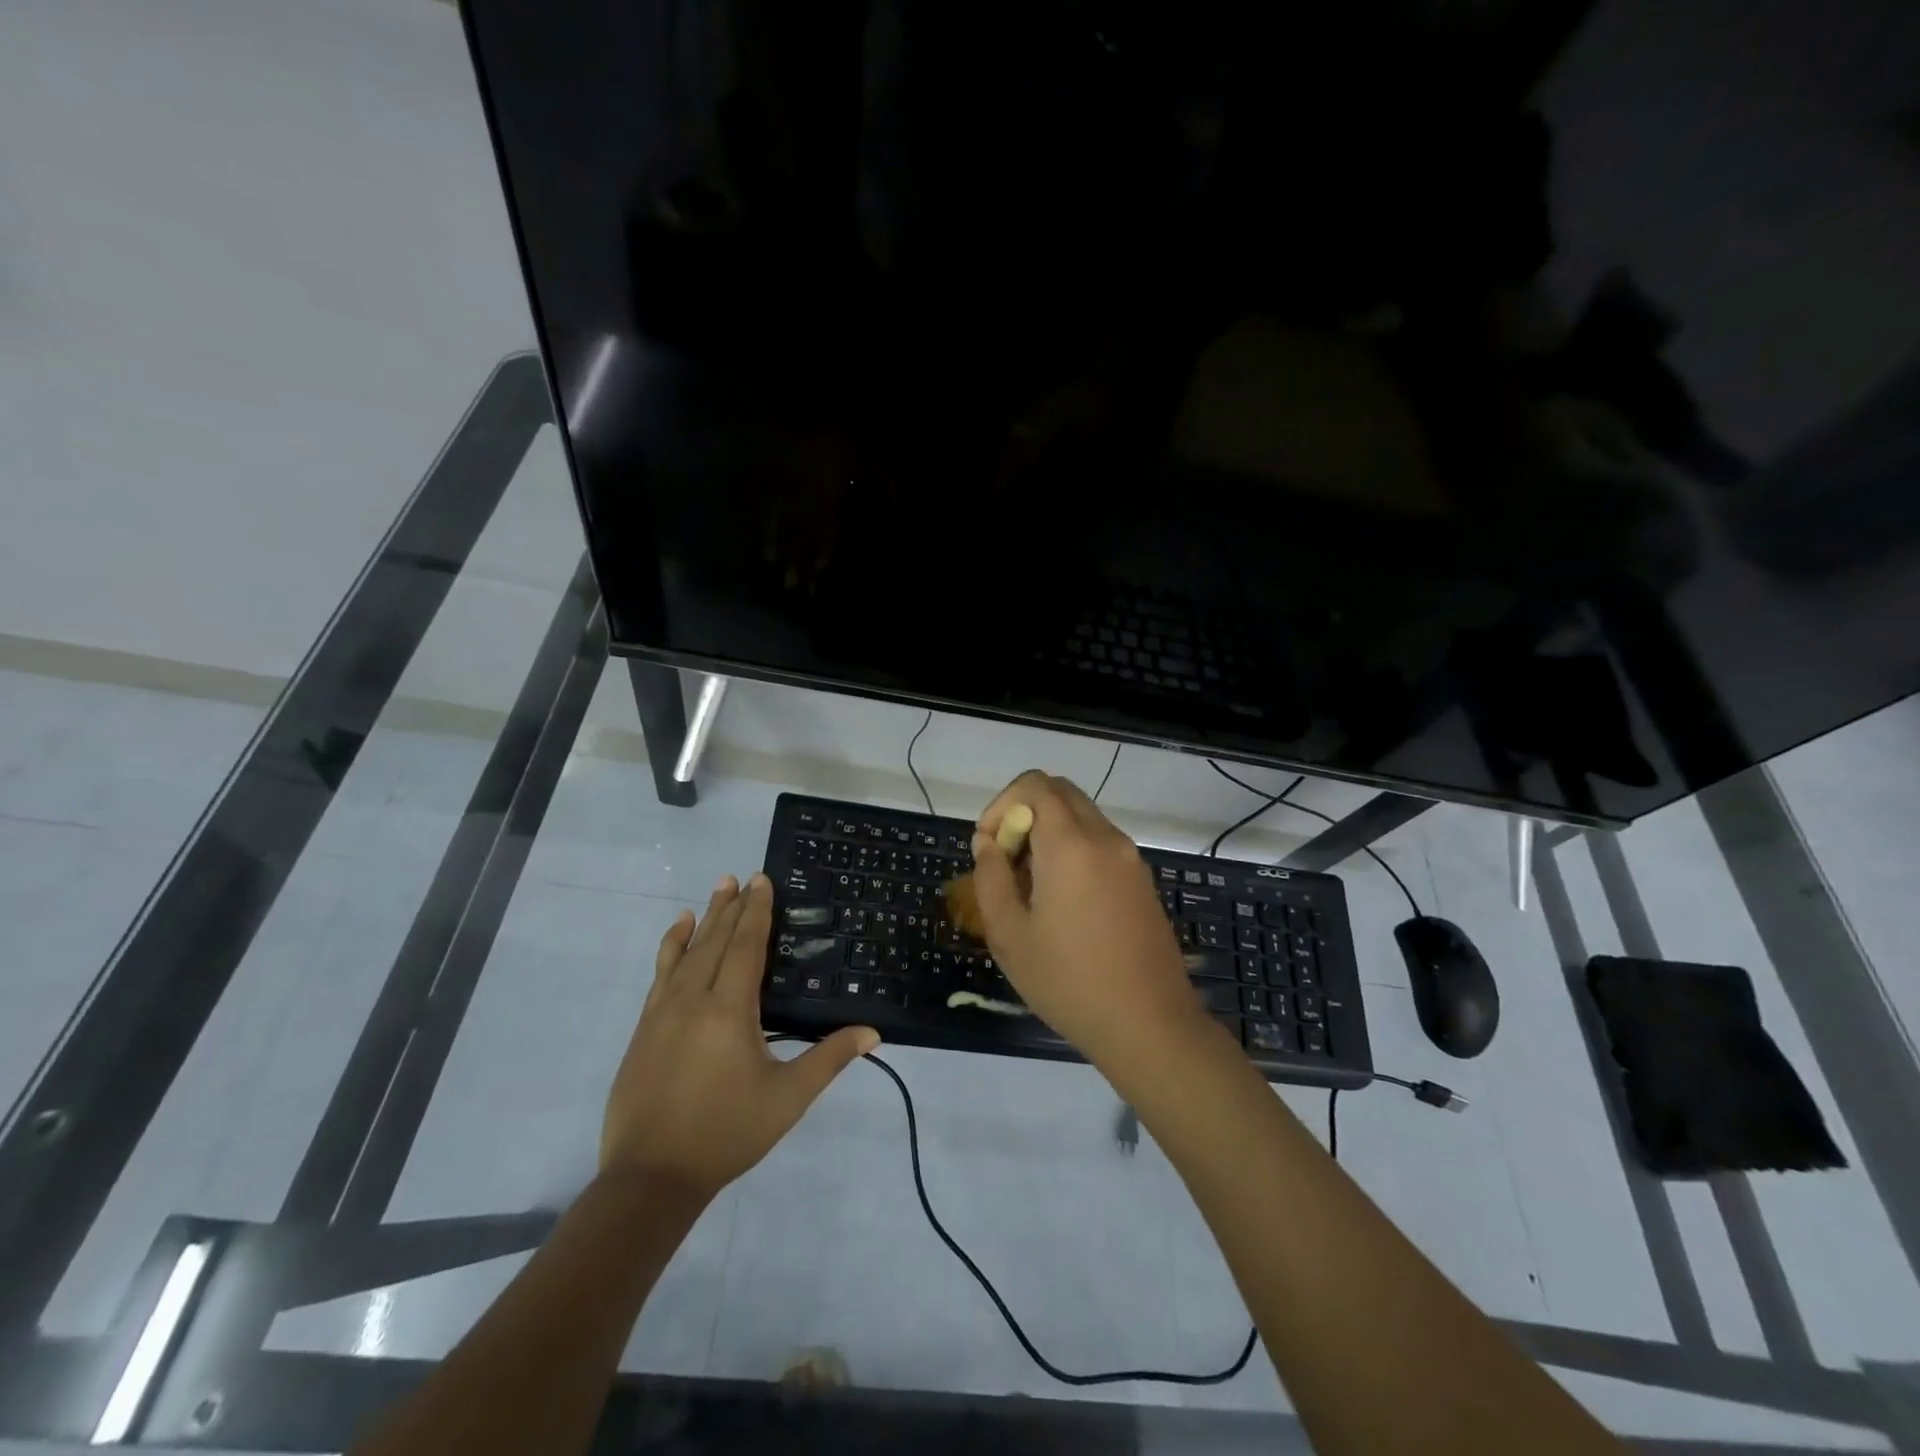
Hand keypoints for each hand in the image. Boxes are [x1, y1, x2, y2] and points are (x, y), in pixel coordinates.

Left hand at [601, 874, 878, 1200]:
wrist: (650, 1177)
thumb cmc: (726, 1133)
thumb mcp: (787, 1098)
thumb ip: (829, 1059)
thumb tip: (873, 1033)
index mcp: (729, 1009)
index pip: (746, 945)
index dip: (757, 911)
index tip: (762, 880)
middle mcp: (693, 998)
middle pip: (716, 941)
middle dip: (732, 907)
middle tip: (742, 876)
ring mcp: (662, 1012)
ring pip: (686, 952)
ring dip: (704, 919)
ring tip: (716, 890)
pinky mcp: (644, 1028)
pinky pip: (660, 973)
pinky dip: (671, 947)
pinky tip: (678, 933)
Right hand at [967, 771, 1204, 1064]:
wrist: (1149, 1024)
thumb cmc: (1069, 981)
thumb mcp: (1009, 935)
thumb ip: (990, 877)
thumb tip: (988, 843)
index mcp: (1071, 844)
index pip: (1034, 784)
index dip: (1001, 804)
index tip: (990, 848)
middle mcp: (1105, 837)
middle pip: (1059, 792)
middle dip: (1023, 813)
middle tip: (1007, 862)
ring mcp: (1130, 857)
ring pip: (1081, 816)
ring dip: (1048, 832)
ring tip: (1030, 887)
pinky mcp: (1141, 879)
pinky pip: (1100, 842)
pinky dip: (1073, 849)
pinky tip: (1062, 901)